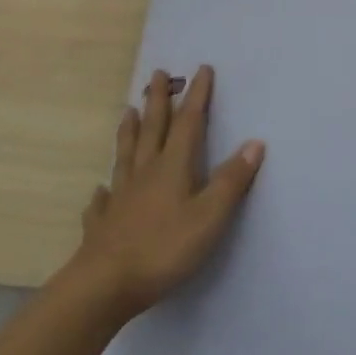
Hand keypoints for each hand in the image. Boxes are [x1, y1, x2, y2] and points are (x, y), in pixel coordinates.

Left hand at [67, 66, 264, 321]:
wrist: (104, 285)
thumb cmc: (164, 249)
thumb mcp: (209, 217)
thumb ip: (231, 181)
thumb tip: (255, 142)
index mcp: (172, 167)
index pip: (188, 123)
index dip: (197, 96)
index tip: (201, 69)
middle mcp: (144, 173)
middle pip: (152, 129)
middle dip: (158, 101)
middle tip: (157, 74)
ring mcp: (120, 197)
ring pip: (125, 155)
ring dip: (129, 131)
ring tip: (127, 111)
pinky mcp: (103, 223)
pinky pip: (103, 199)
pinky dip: (104, 190)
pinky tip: (100, 189)